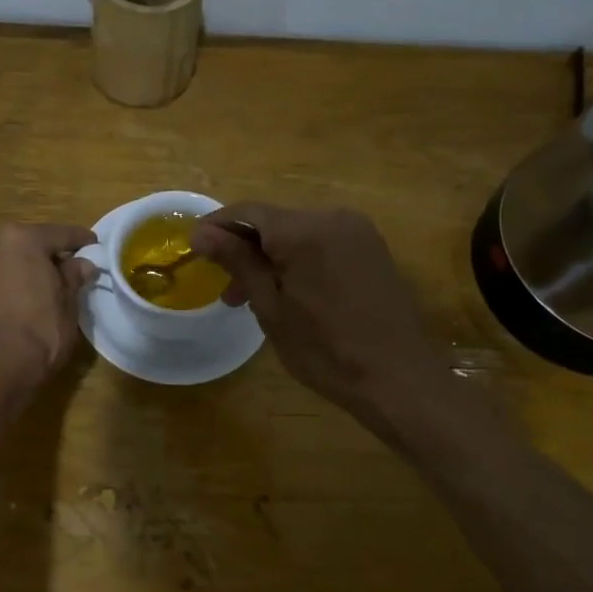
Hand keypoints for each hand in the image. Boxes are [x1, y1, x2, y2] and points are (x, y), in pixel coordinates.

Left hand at [0, 223, 96, 414]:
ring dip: (30, 266)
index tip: (96, 248)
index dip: (82, 241)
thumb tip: (82, 264)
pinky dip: (13, 279)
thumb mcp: (67, 303)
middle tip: (75, 268)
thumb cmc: (38, 333)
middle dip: (52, 254)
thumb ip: (74, 276)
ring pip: (11, 257)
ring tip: (51, 284)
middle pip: (31, 242)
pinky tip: (27, 295)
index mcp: (20, 238)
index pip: (60, 234)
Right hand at [190, 204, 449, 418]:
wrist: (399, 379)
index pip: (246, 212)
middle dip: (244, 250)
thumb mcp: (271, 308)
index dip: (216, 228)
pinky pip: (322, 243)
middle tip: (227, 292)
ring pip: (297, 234)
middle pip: (273, 221)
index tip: (193, 251)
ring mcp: (358, 231)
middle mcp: (333, 217)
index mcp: (304, 230)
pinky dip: (298, 261)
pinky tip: (292, 294)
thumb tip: (201, 232)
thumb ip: (238, 262)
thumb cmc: (326, 350)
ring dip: (271, 258)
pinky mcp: (372, 249)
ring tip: (256, 299)